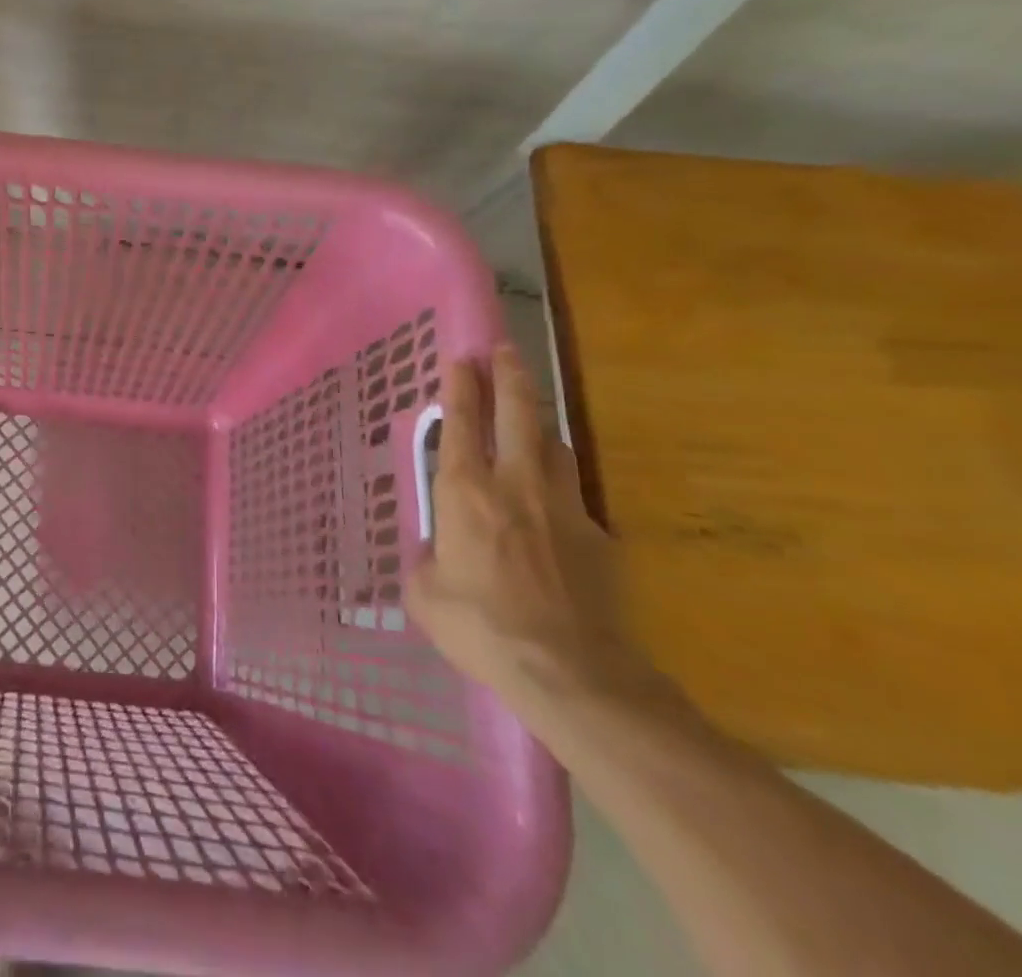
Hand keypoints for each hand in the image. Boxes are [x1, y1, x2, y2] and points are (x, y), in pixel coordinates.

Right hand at [406, 344, 657, 726]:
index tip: (461, 358)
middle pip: (517, 413)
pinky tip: (552, 501)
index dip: (460, 386)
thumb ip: (428, 561)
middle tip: (504, 351)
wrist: (571, 672)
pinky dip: (558, 483)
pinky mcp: (597, 536)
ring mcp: (563, 506)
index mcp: (466, 491)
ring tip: (529, 416)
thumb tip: (438, 554)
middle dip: (509, 376)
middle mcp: (515, 484)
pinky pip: (573, 494)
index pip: (461, 423)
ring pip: (553, 445)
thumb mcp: (425, 594)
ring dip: (538, 423)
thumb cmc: (480, 626)